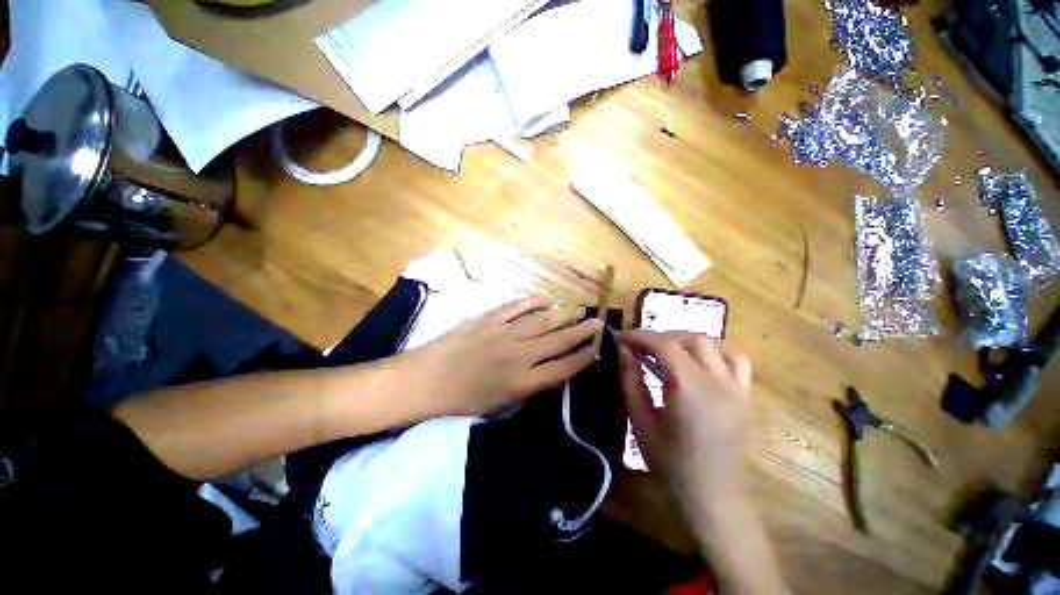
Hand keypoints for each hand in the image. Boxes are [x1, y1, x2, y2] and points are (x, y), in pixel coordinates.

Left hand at [406, 297, 602, 416]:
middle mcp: (518, 355)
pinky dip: (534, 302)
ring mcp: (504, 333)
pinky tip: (546, 301)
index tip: (596, 349)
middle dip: (582, 331)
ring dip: (564, 314)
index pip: (563, 368)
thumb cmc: (462, 401)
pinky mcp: (489, 319)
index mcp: (521, 382)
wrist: (425, 381)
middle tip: (598, 322)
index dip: (583, 358)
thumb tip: (552, 371)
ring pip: (542, 320)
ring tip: (579, 308)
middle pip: (558, 340)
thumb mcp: (500, 404)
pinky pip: (517, 307)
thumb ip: (529, 387)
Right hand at [618, 331, 751, 504]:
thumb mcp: (641, 421)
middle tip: (639, 347)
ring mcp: (736, 387)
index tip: (621, 338)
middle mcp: (717, 381)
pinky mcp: (744, 396)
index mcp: (689, 388)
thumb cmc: (670, 462)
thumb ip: (631, 381)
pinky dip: (715, 350)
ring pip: (714, 344)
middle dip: (660, 337)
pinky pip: (736, 359)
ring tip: (667, 350)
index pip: (664, 345)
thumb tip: (623, 352)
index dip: (640, 337)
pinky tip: (699, 358)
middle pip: (689, 339)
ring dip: (686, 340)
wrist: (711, 495)